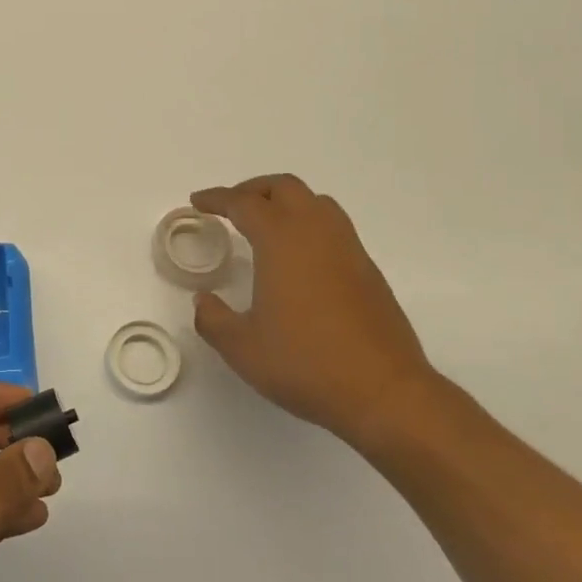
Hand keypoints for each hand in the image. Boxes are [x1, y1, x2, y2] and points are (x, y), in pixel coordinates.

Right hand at [192, 174, 439, 452]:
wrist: (384, 392)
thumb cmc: (305, 363)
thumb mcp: (242, 347)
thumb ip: (213, 319)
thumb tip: (204, 301)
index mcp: (282, 240)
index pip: (244, 203)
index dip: (217, 198)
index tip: (198, 202)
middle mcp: (317, 233)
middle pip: (285, 188)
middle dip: (254, 190)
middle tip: (231, 207)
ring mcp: (349, 250)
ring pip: (316, 202)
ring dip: (286, 203)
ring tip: (265, 226)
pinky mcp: (368, 272)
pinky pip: (334, 228)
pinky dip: (309, 226)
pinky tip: (298, 259)